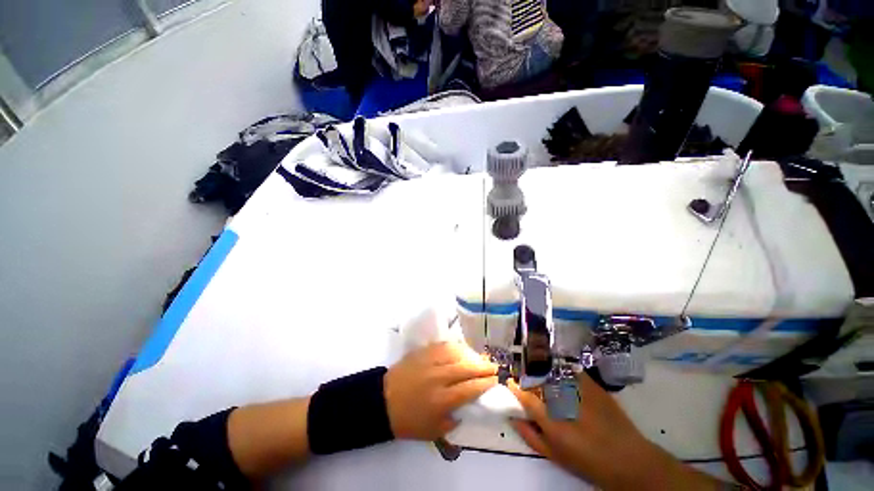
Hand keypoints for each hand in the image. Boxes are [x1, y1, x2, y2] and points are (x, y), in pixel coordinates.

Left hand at [384, 342, 497, 440]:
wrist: (383, 401)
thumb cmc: (408, 420)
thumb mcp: (433, 431)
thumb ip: (453, 420)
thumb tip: (467, 407)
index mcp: (441, 400)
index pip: (470, 388)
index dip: (485, 383)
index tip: (495, 380)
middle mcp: (438, 377)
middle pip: (466, 368)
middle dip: (484, 367)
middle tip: (494, 366)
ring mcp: (430, 361)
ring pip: (456, 353)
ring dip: (471, 355)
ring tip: (479, 358)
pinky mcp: (422, 352)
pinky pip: (443, 346)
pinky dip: (455, 347)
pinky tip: (460, 350)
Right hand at [509, 373, 721, 489]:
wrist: (630, 459)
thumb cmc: (589, 462)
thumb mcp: (556, 456)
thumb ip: (531, 436)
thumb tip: (512, 418)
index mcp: (552, 422)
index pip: (525, 397)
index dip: (515, 386)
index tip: (509, 381)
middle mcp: (563, 401)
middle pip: (536, 379)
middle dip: (525, 374)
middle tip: (521, 372)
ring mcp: (579, 389)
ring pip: (551, 370)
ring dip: (539, 367)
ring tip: (535, 367)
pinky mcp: (592, 384)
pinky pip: (569, 369)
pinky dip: (559, 367)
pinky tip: (556, 368)